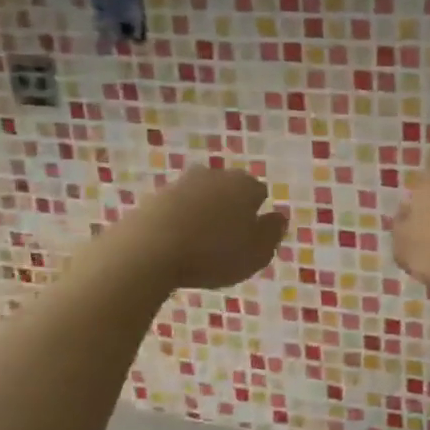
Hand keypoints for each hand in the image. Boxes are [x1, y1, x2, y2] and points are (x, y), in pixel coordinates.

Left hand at [108, 167, 287, 290]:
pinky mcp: (154, 197)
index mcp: (245, 185)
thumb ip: (273, 233)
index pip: (259, 192)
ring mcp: (181, 183)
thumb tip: (279, 217)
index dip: (257, 214)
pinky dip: (180, 222)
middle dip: (230, 209)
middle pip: (229, 190)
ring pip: (202, 197)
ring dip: (204, 214)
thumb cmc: (214, 253)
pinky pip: (176, 209)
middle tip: (227, 240)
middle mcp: (215, 176)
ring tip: (200, 245)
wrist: (149, 249)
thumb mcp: (257, 253)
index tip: (251, 236)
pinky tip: (177, 244)